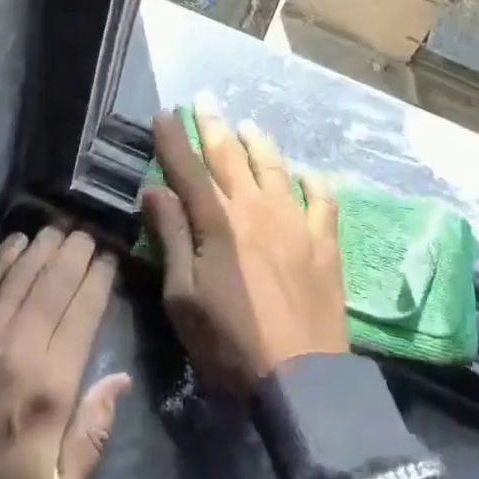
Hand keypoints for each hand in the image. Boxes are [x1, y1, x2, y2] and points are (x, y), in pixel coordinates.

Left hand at [0, 228, 129, 478]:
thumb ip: (94, 436)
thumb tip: (120, 379)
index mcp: (52, 383)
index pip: (84, 310)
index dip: (99, 277)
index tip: (110, 257)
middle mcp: (20, 346)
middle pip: (56, 282)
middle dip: (77, 252)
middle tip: (89, 233)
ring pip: (22, 273)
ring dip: (45, 247)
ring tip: (61, 228)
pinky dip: (3, 256)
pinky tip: (18, 240)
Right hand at [141, 97, 348, 396]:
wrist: (302, 377)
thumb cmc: (230, 341)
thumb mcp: (183, 297)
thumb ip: (171, 237)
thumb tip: (154, 189)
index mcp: (217, 221)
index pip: (188, 168)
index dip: (174, 138)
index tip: (164, 113)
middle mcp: (255, 208)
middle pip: (230, 156)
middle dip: (213, 125)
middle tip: (204, 101)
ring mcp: (294, 220)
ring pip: (274, 167)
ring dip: (258, 143)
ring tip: (248, 126)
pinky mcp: (324, 239)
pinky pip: (321, 198)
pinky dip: (312, 180)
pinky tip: (306, 172)